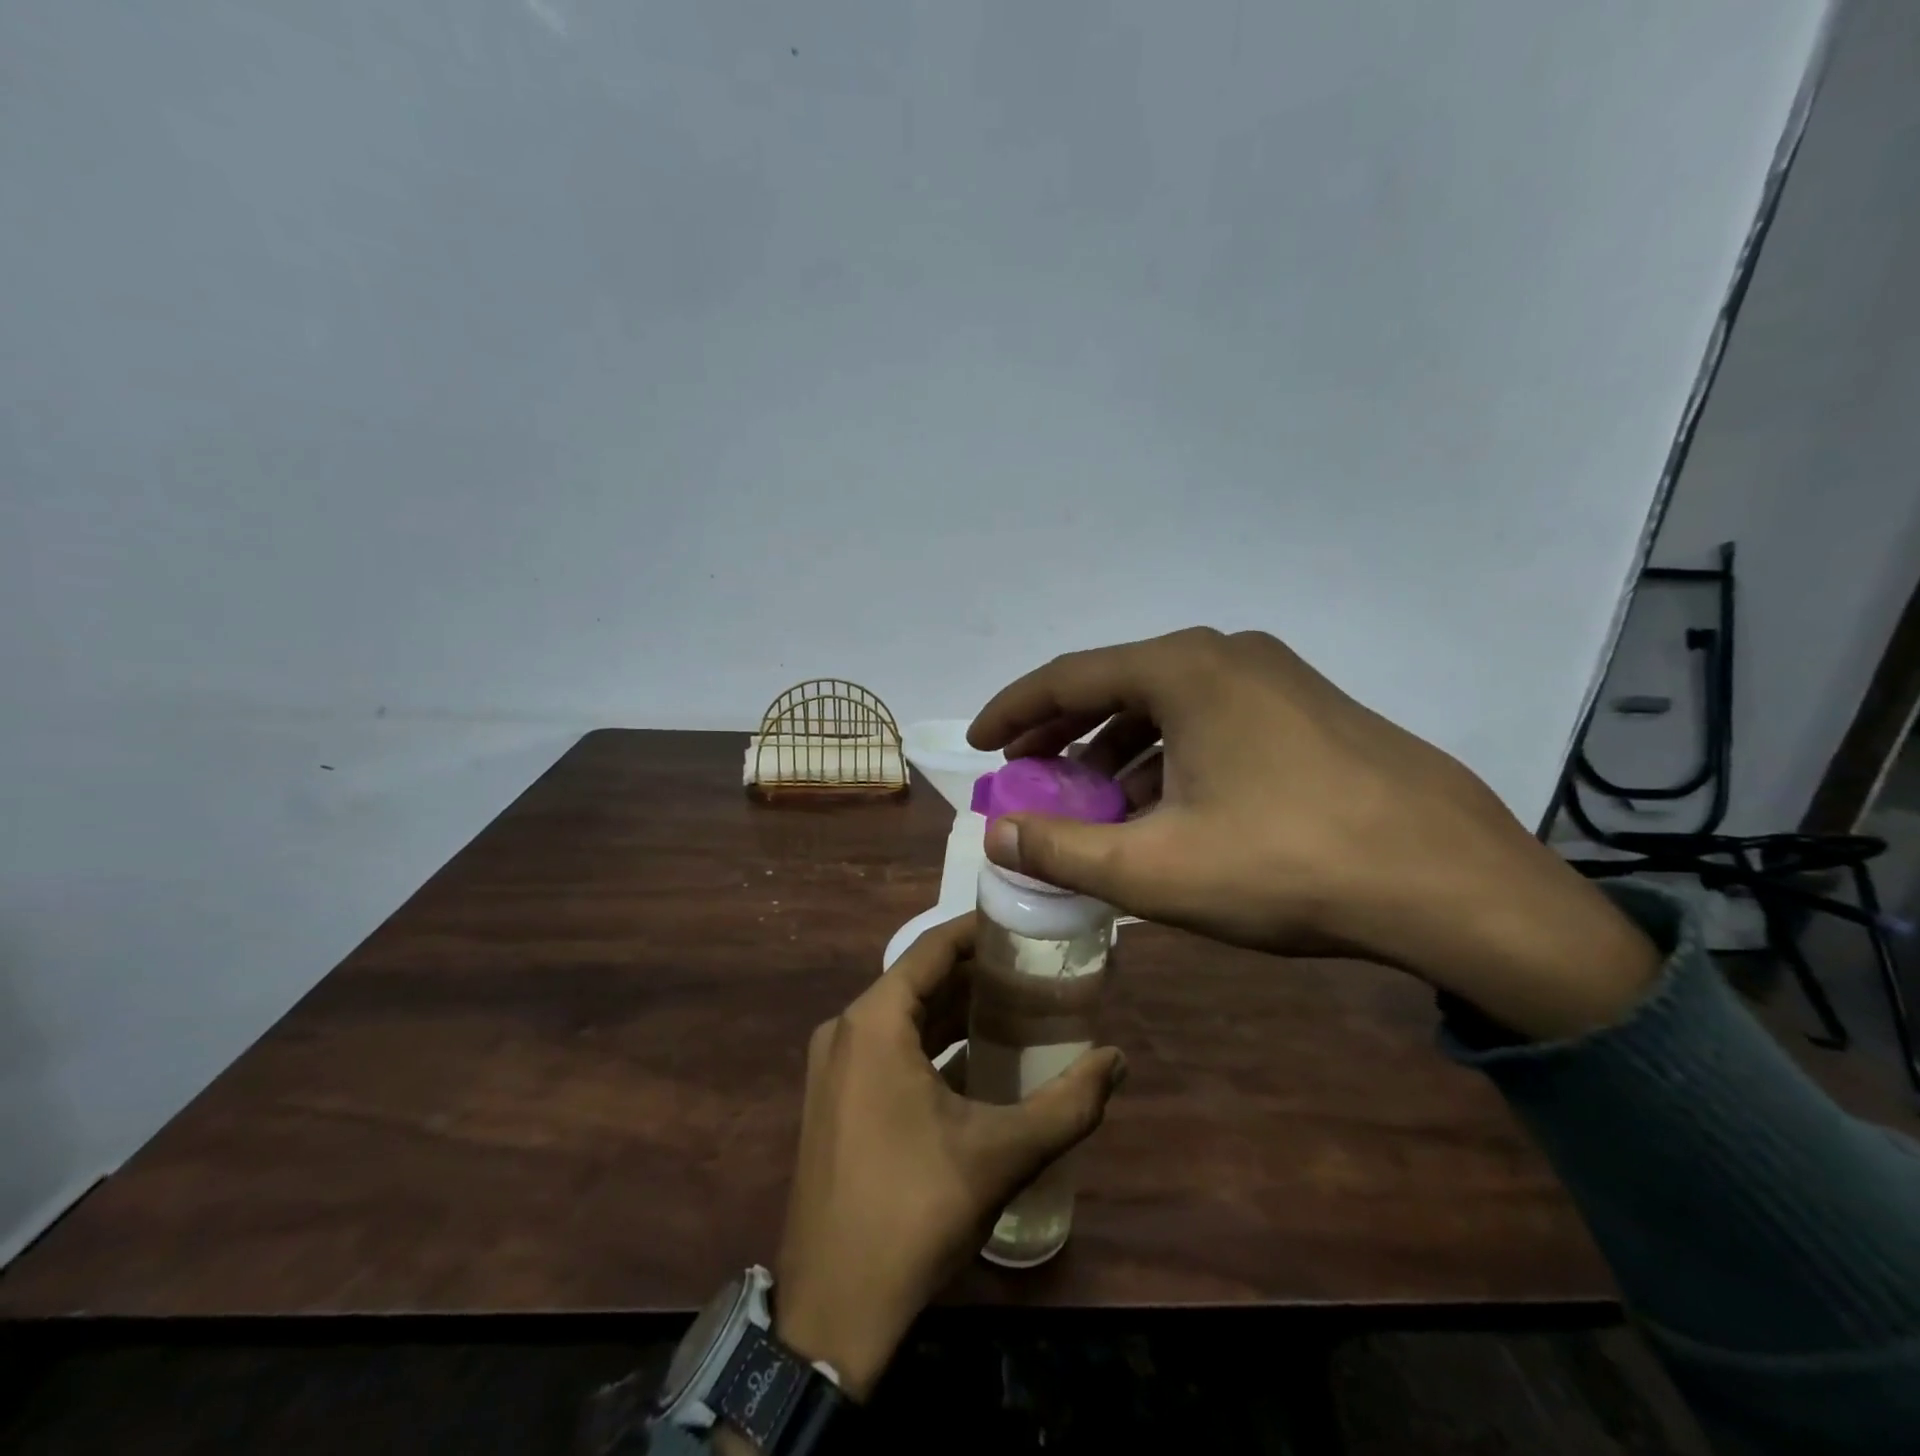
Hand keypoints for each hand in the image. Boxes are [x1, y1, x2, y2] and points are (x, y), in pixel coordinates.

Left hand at [772, 915, 1124, 1399]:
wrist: (832, 1311)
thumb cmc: (913, 1212)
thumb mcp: (1000, 1155)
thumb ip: (1067, 1104)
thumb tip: (1117, 1060)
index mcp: (874, 1022)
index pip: (932, 948)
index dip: (978, 931)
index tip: (1022, 925)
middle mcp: (846, 1030)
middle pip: (918, 981)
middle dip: (975, 974)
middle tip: (1032, 971)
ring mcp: (833, 1067)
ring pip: (903, 1018)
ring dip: (954, 1012)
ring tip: (1015, 1009)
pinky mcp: (834, 1101)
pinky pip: (887, 1050)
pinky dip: (930, 1045)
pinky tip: (975, 1062)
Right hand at [968, 628, 1659, 1040]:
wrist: (1453, 884)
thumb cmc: (1287, 865)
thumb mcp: (1154, 868)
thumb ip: (1061, 848)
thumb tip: (995, 833)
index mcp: (1183, 670)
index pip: (1068, 678)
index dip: (1012, 711)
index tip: (978, 743)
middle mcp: (1227, 654)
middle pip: (1116, 685)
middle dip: (1061, 731)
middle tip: (1023, 767)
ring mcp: (1277, 678)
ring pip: (1167, 704)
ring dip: (1115, 747)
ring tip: (1087, 795)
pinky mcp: (1310, 709)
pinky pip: (1211, 720)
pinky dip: (1168, 754)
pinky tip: (1163, 803)